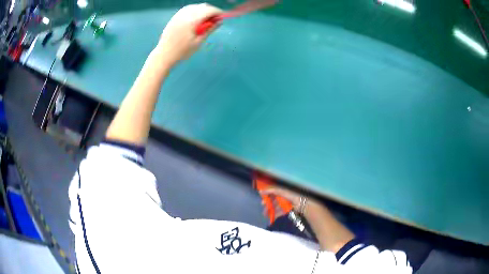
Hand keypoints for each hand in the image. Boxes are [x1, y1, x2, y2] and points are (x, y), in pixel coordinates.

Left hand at [156, 3, 222, 66]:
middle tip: (214, 20)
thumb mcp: (199, 41)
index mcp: (192, 20)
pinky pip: (187, 9)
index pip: (209, 10)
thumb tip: (220, 21)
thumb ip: (210, 29)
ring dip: (203, 10)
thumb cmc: (182, 51)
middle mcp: (185, 14)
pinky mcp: (174, 17)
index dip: (218, 12)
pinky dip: (194, 10)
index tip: (222, 17)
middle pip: (203, 6)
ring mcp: (179, 15)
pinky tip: (196, 18)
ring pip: (195, 6)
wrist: (164, 54)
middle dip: (211, 11)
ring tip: (205, 20)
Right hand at [260, 186, 319, 217]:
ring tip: (265, 214)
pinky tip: (271, 217)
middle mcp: (284, 196)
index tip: (261, 197)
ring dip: (270, 210)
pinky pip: (279, 211)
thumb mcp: (282, 192)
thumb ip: (272, 191)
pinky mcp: (287, 210)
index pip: (273, 192)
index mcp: (283, 191)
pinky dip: (275, 214)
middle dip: (268, 204)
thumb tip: (261, 191)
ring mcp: (285, 203)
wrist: (303, 205)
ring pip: (276, 206)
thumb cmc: (292, 196)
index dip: (267, 194)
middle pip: (273, 200)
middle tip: (263, 207)